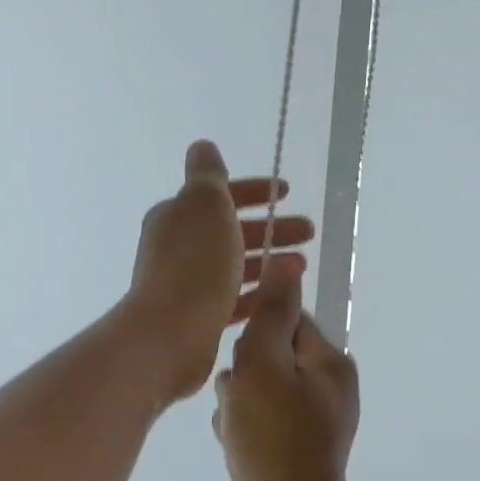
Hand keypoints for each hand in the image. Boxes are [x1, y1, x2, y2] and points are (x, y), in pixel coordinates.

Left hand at [125, 140, 315, 403]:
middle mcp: (178, 247)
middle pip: (230, 231)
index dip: (254, 190)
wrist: (170, 333)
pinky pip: (233, 299)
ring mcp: (186, 284)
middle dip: (271, 228)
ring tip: (302, 265)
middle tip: (309, 232)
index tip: (287, 193)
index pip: (219, 195)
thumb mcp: (204, 203)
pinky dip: (257, 293)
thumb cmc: (193, 263)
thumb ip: (208, 174)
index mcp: (177, 215)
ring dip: (269, 261)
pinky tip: (280, 295)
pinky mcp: (197, 317)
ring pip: (235, 265)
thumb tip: (203, 147)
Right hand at [213, 259, 360, 480]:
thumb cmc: (272, 436)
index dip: (254, 337)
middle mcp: (328, 388)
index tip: (241, 362)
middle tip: (238, 402)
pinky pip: (260, 420)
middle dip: (243, 377)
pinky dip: (243, 428)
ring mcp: (313, 421)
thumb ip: (272, 314)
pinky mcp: (295, 447)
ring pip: (258, 390)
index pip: (287, 322)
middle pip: (269, 357)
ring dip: (237, 404)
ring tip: (236, 428)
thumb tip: (286, 263)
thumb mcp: (264, 364)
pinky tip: (237, 445)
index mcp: (330, 364)